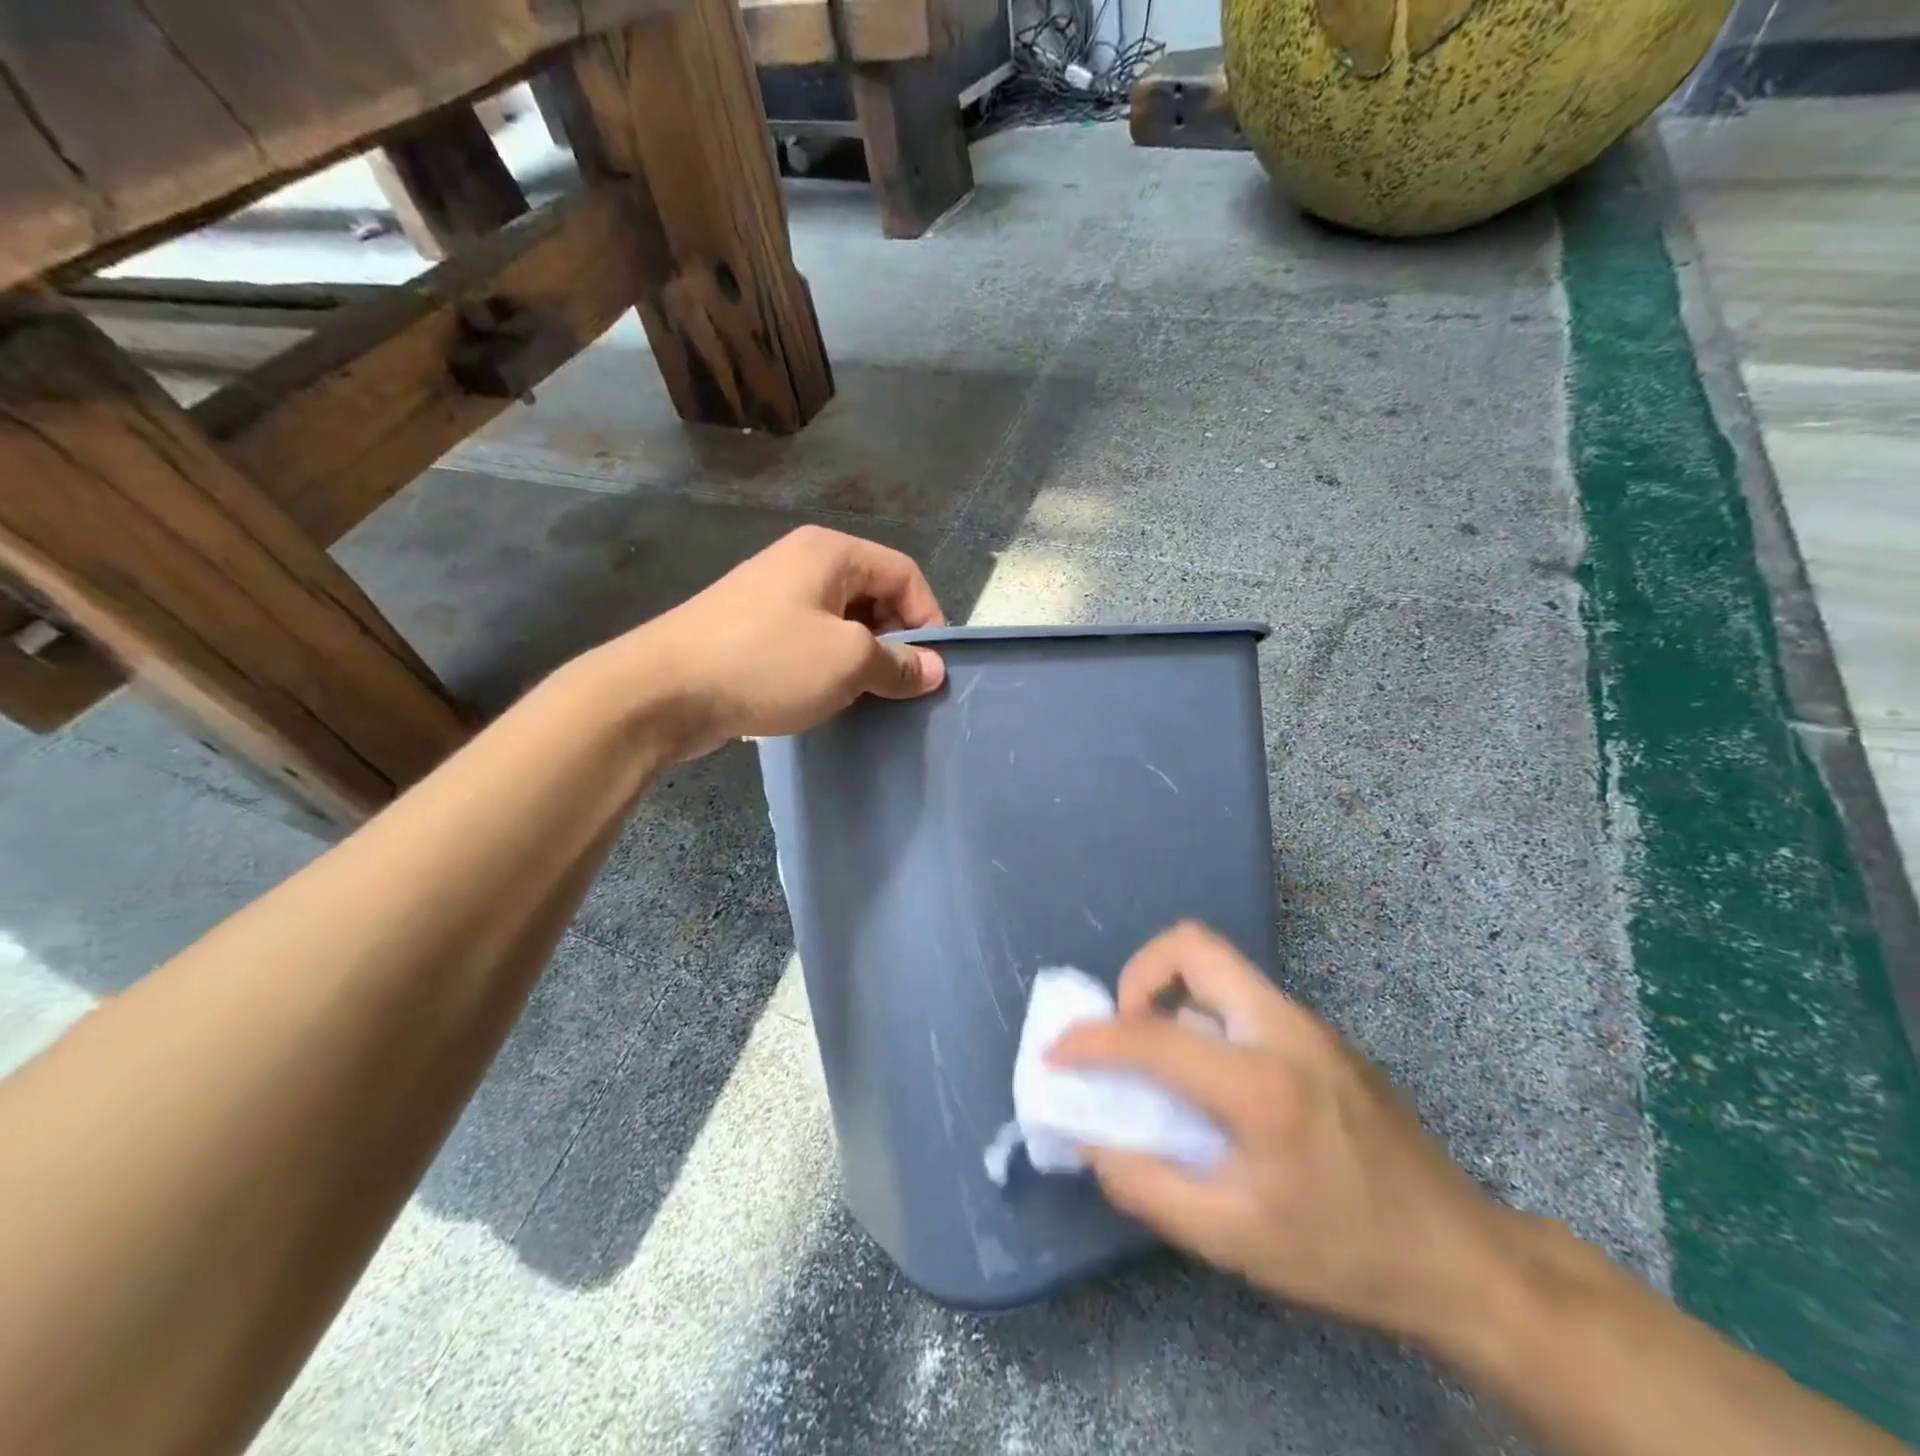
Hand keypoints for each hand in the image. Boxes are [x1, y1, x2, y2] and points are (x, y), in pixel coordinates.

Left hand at [606, 526, 947, 758]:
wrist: (662, 692)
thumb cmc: (767, 663)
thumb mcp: (848, 662)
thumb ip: (898, 664)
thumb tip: (933, 670)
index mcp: (830, 552)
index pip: (904, 573)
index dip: (929, 618)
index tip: (931, 668)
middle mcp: (801, 562)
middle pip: (873, 594)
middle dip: (895, 640)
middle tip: (898, 685)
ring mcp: (771, 595)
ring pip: (841, 621)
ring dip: (861, 657)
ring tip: (864, 696)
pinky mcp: (750, 629)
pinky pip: (808, 640)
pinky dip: (827, 665)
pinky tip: (824, 697)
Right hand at [1047, 922, 1514, 1346]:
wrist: (1461, 1256)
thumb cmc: (1345, 1253)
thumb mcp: (1234, 1240)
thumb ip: (1147, 1185)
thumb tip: (1091, 1141)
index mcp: (1261, 1082)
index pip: (1153, 1036)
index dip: (1091, 1041)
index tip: (1058, 1054)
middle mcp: (1283, 1028)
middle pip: (1193, 945)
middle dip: (1139, 974)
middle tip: (1126, 1030)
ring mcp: (1307, 1023)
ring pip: (1219, 966)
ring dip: (1172, 994)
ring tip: (1160, 1056)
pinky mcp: (1319, 1033)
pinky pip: (1241, 996)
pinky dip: (1203, 1014)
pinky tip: (1210, 1077)